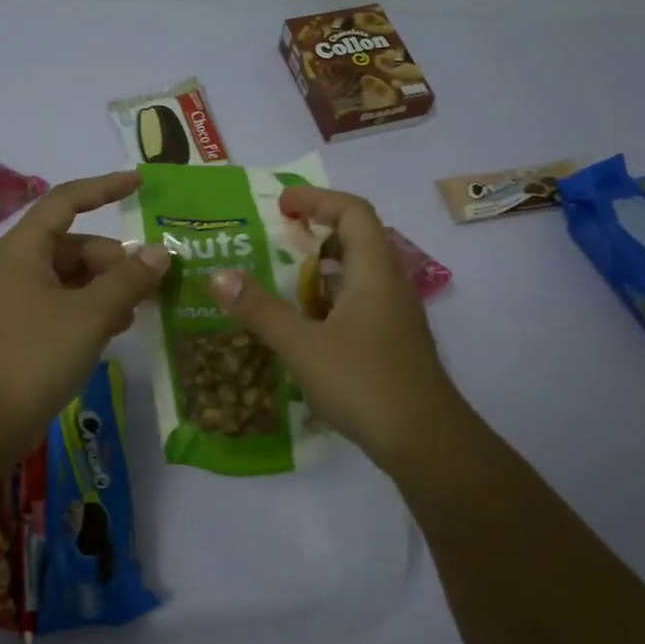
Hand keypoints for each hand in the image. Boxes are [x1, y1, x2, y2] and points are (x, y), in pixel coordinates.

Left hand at [0, 170, 170, 458]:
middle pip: (75, 246)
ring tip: (135, 313)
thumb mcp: (90, 314)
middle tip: (148, 287)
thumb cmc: (34, 354)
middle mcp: (16, 267)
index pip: (66, 201)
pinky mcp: (19, 332)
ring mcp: (15, 301)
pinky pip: (62, 305)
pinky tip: (113, 332)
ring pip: (71, 278)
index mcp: (24, 249)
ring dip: (106, 289)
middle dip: (114, 261)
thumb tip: (159, 253)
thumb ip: (128, 280)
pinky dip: (90, 310)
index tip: (139, 185)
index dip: (104, 188)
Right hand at [206, 185, 467, 467]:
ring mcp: (394, 317)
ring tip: (281, 281)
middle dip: (316, 232)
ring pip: (357, 275)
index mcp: (375, 272)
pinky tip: (303, 326)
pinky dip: (328, 302)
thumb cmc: (365, 383)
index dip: (317, 199)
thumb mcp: (303, 346)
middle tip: (277, 240)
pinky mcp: (392, 344)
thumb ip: (260, 310)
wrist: (426, 444)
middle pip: (358, 239)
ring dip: (321, 270)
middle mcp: (390, 286)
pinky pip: (358, 305)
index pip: (353, 212)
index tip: (281, 206)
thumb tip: (219, 276)